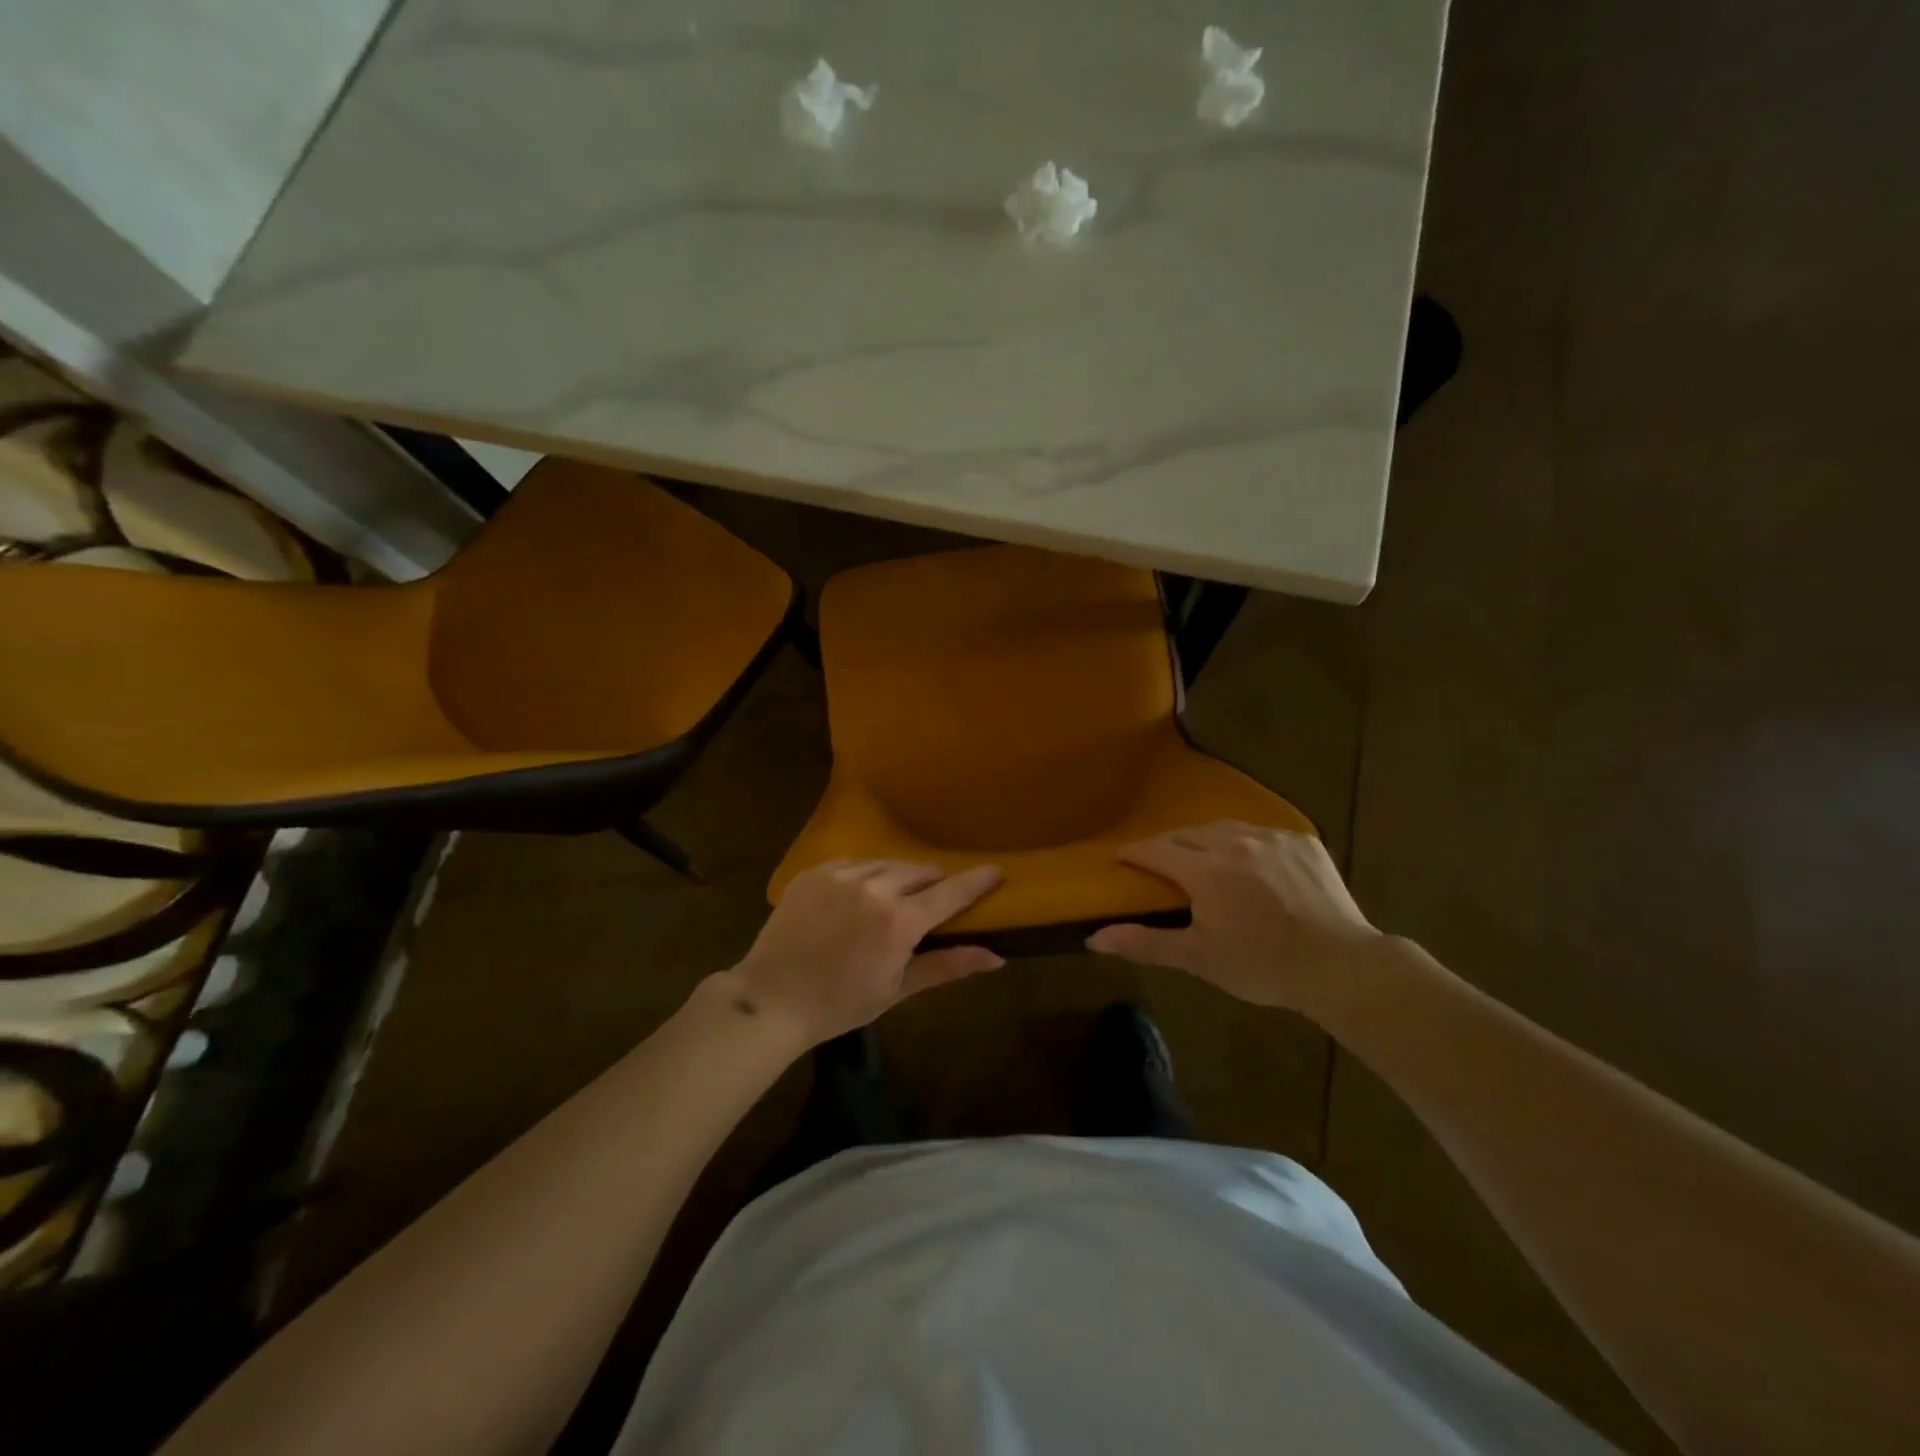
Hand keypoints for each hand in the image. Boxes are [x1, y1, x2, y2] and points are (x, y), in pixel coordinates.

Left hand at [725, 860, 1004, 1046]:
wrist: (771, 999)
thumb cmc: (839, 1004)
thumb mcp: (897, 990)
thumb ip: (947, 965)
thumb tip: (996, 958)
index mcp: (899, 921)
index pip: (950, 892)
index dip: (976, 881)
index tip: (996, 870)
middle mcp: (874, 888)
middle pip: (920, 871)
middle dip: (933, 883)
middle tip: (931, 902)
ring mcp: (841, 875)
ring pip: (887, 864)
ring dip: (899, 877)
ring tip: (894, 898)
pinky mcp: (815, 872)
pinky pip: (854, 863)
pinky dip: (865, 876)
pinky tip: (858, 896)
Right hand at [1087, 822, 1381, 1012]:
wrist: (1342, 967)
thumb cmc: (1262, 966)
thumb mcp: (1199, 958)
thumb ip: (1144, 943)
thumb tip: (1094, 938)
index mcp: (1206, 870)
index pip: (1156, 849)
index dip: (1135, 853)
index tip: (1121, 859)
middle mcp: (1236, 842)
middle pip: (1187, 833)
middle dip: (1167, 846)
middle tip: (1159, 865)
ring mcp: (1273, 839)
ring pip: (1225, 828)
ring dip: (1205, 839)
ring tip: (1201, 858)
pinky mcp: (1304, 842)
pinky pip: (1262, 834)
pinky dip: (1245, 843)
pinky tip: (1249, 864)